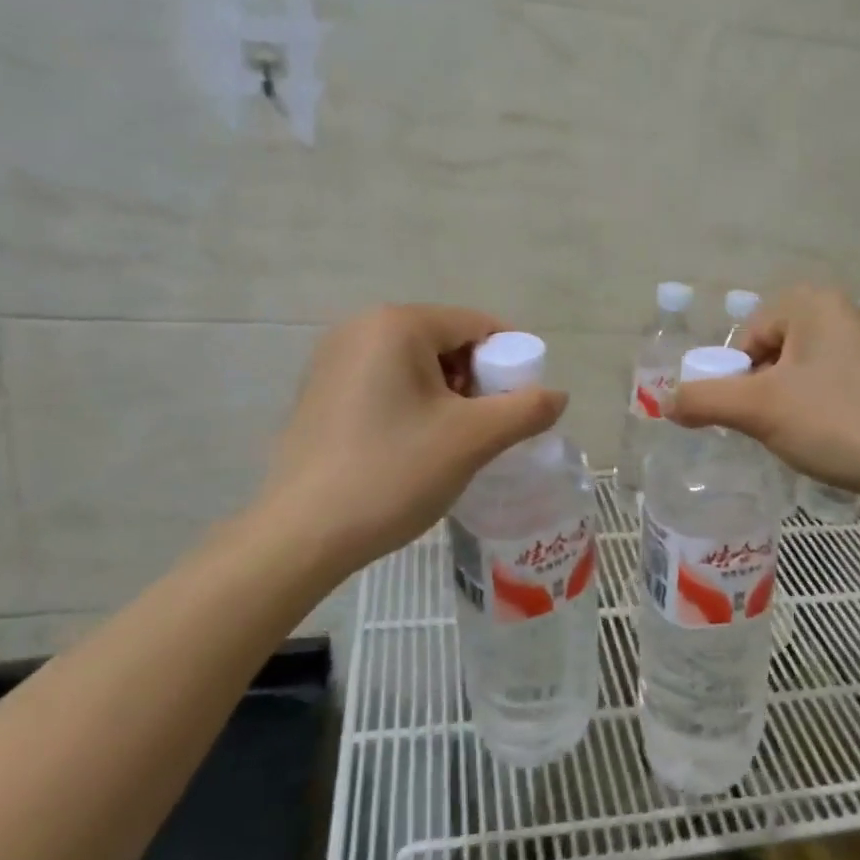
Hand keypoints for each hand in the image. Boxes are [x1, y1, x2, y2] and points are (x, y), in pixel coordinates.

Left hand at [256, 304, 566, 576]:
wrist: (302, 535)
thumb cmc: (393, 473)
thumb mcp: (473, 440)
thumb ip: (526, 409)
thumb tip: (558, 395)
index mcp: (397, 325)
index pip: (477, 325)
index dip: (510, 361)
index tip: (519, 405)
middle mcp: (360, 328)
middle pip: (446, 341)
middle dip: (476, 380)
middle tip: (484, 428)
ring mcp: (332, 359)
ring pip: (416, 364)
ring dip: (446, 395)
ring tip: (450, 443)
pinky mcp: (319, 391)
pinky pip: (385, 382)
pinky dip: (412, 404)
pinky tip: (411, 446)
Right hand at [670, 285, 859, 515]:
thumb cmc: (836, 422)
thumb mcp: (759, 410)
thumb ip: (703, 399)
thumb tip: (664, 401)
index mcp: (813, 302)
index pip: (747, 337)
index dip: (738, 379)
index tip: (751, 416)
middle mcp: (843, 310)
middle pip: (772, 351)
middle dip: (763, 391)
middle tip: (773, 428)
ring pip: (800, 371)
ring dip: (787, 402)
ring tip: (802, 436)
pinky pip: (830, 383)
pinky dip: (818, 408)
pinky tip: (830, 436)